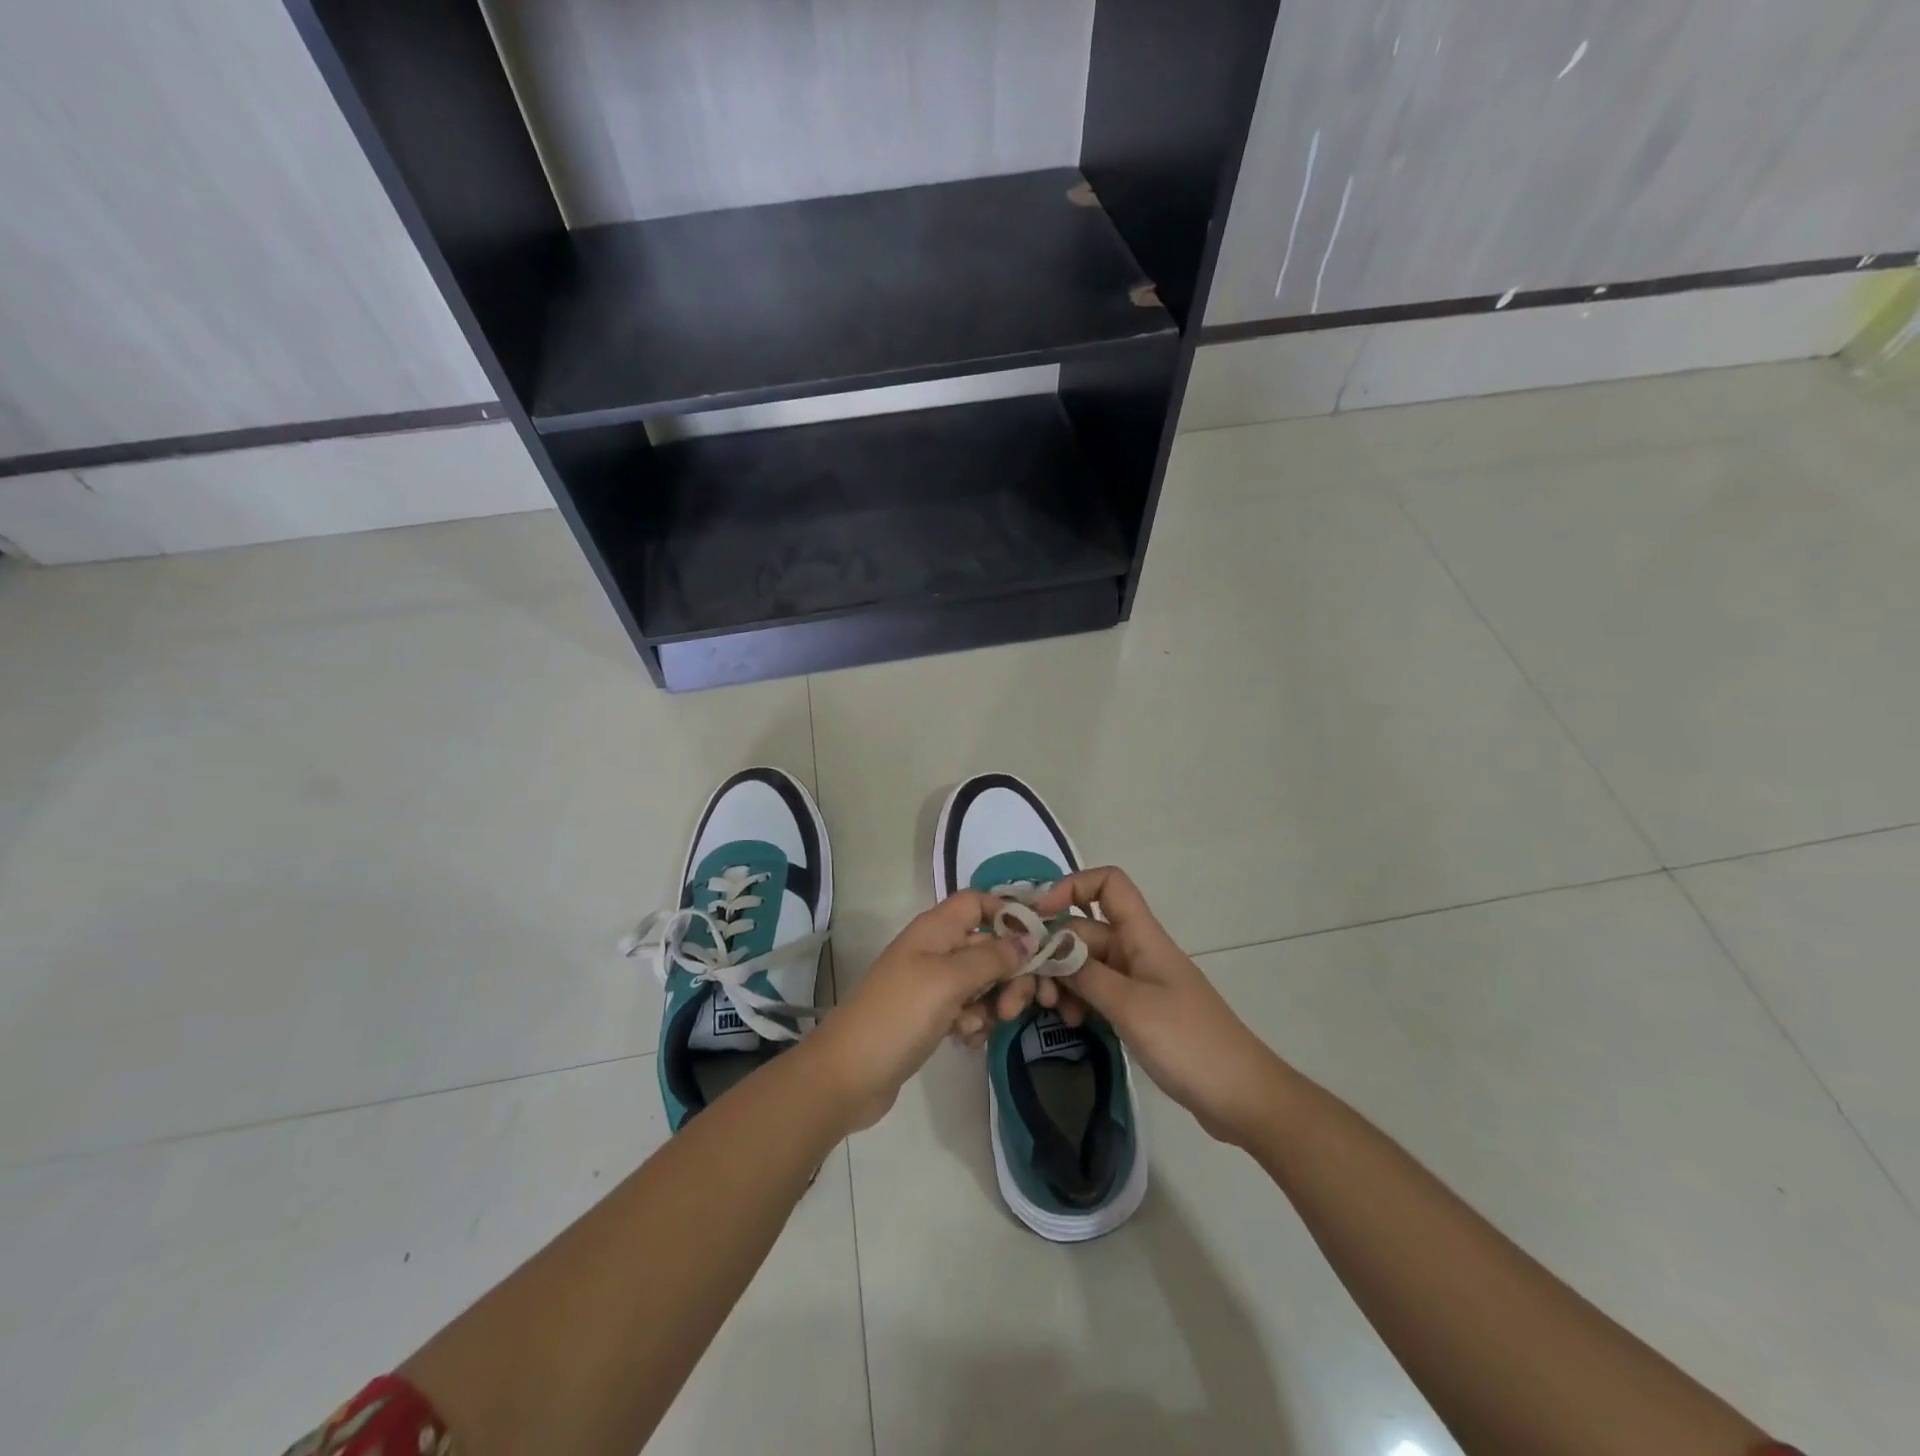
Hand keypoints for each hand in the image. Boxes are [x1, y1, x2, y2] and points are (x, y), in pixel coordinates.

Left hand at [806, 891, 1028, 1131]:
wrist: (849, 1074)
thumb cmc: (900, 1015)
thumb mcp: (949, 980)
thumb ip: (992, 957)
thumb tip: (1026, 939)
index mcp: (936, 929)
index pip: (978, 902)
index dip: (1008, 914)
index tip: (1037, 943)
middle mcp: (935, 950)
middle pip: (987, 945)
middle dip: (1009, 972)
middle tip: (1016, 1006)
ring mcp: (931, 984)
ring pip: (981, 981)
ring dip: (992, 1002)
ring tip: (982, 1027)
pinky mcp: (930, 1016)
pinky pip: (967, 1009)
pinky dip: (973, 1022)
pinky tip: (967, 1040)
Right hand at [1030, 868, 1283, 1145]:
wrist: (1242, 1097)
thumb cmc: (1189, 1043)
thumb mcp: (1130, 1006)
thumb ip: (1085, 975)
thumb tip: (1047, 948)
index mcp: (1142, 936)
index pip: (1108, 884)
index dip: (1071, 887)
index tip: (1039, 917)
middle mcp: (1137, 950)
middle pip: (1086, 928)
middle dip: (1055, 950)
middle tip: (1033, 988)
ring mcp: (1138, 981)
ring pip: (1088, 962)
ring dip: (1064, 979)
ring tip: (1050, 1010)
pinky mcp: (1138, 1010)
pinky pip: (1098, 991)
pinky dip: (1079, 999)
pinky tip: (1071, 1022)